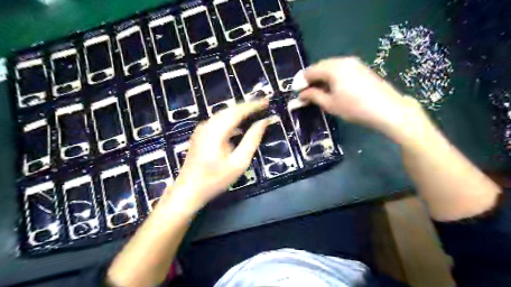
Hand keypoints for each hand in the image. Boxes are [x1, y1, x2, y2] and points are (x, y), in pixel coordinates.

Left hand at [165, 100, 268, 211]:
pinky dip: (231, 120)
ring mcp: (202, 129)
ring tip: (254, 112)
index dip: (253, 105)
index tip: (267, 102)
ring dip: (239, 112)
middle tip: (263, 105)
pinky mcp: (200, 135)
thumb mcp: (239, 162)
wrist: (188, 191)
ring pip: (223, 114)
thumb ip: (252, 140)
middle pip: (230, 110)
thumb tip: (263, 122)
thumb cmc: (216, 179)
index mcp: (217, 130)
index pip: (238, 111)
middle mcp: (207, 125)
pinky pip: (218, 121)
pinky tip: (239, 126)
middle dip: (247, 106)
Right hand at [300, 56, 427, 138]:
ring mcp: (354, 63)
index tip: (297, 93)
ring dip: (322, 78)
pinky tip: (333, 88)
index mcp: (333, 68)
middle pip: (321, 67)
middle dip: (311, 79)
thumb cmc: (354, 108)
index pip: (311, 71)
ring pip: (331, 68)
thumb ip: (313, 96)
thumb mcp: (330, 104)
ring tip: (318, 92)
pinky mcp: (362, 68)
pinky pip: (341, 69)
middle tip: (306, 93)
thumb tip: (301, 94)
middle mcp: (343, 60)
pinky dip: (333, 78)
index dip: (301, 82)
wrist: (387, 109)